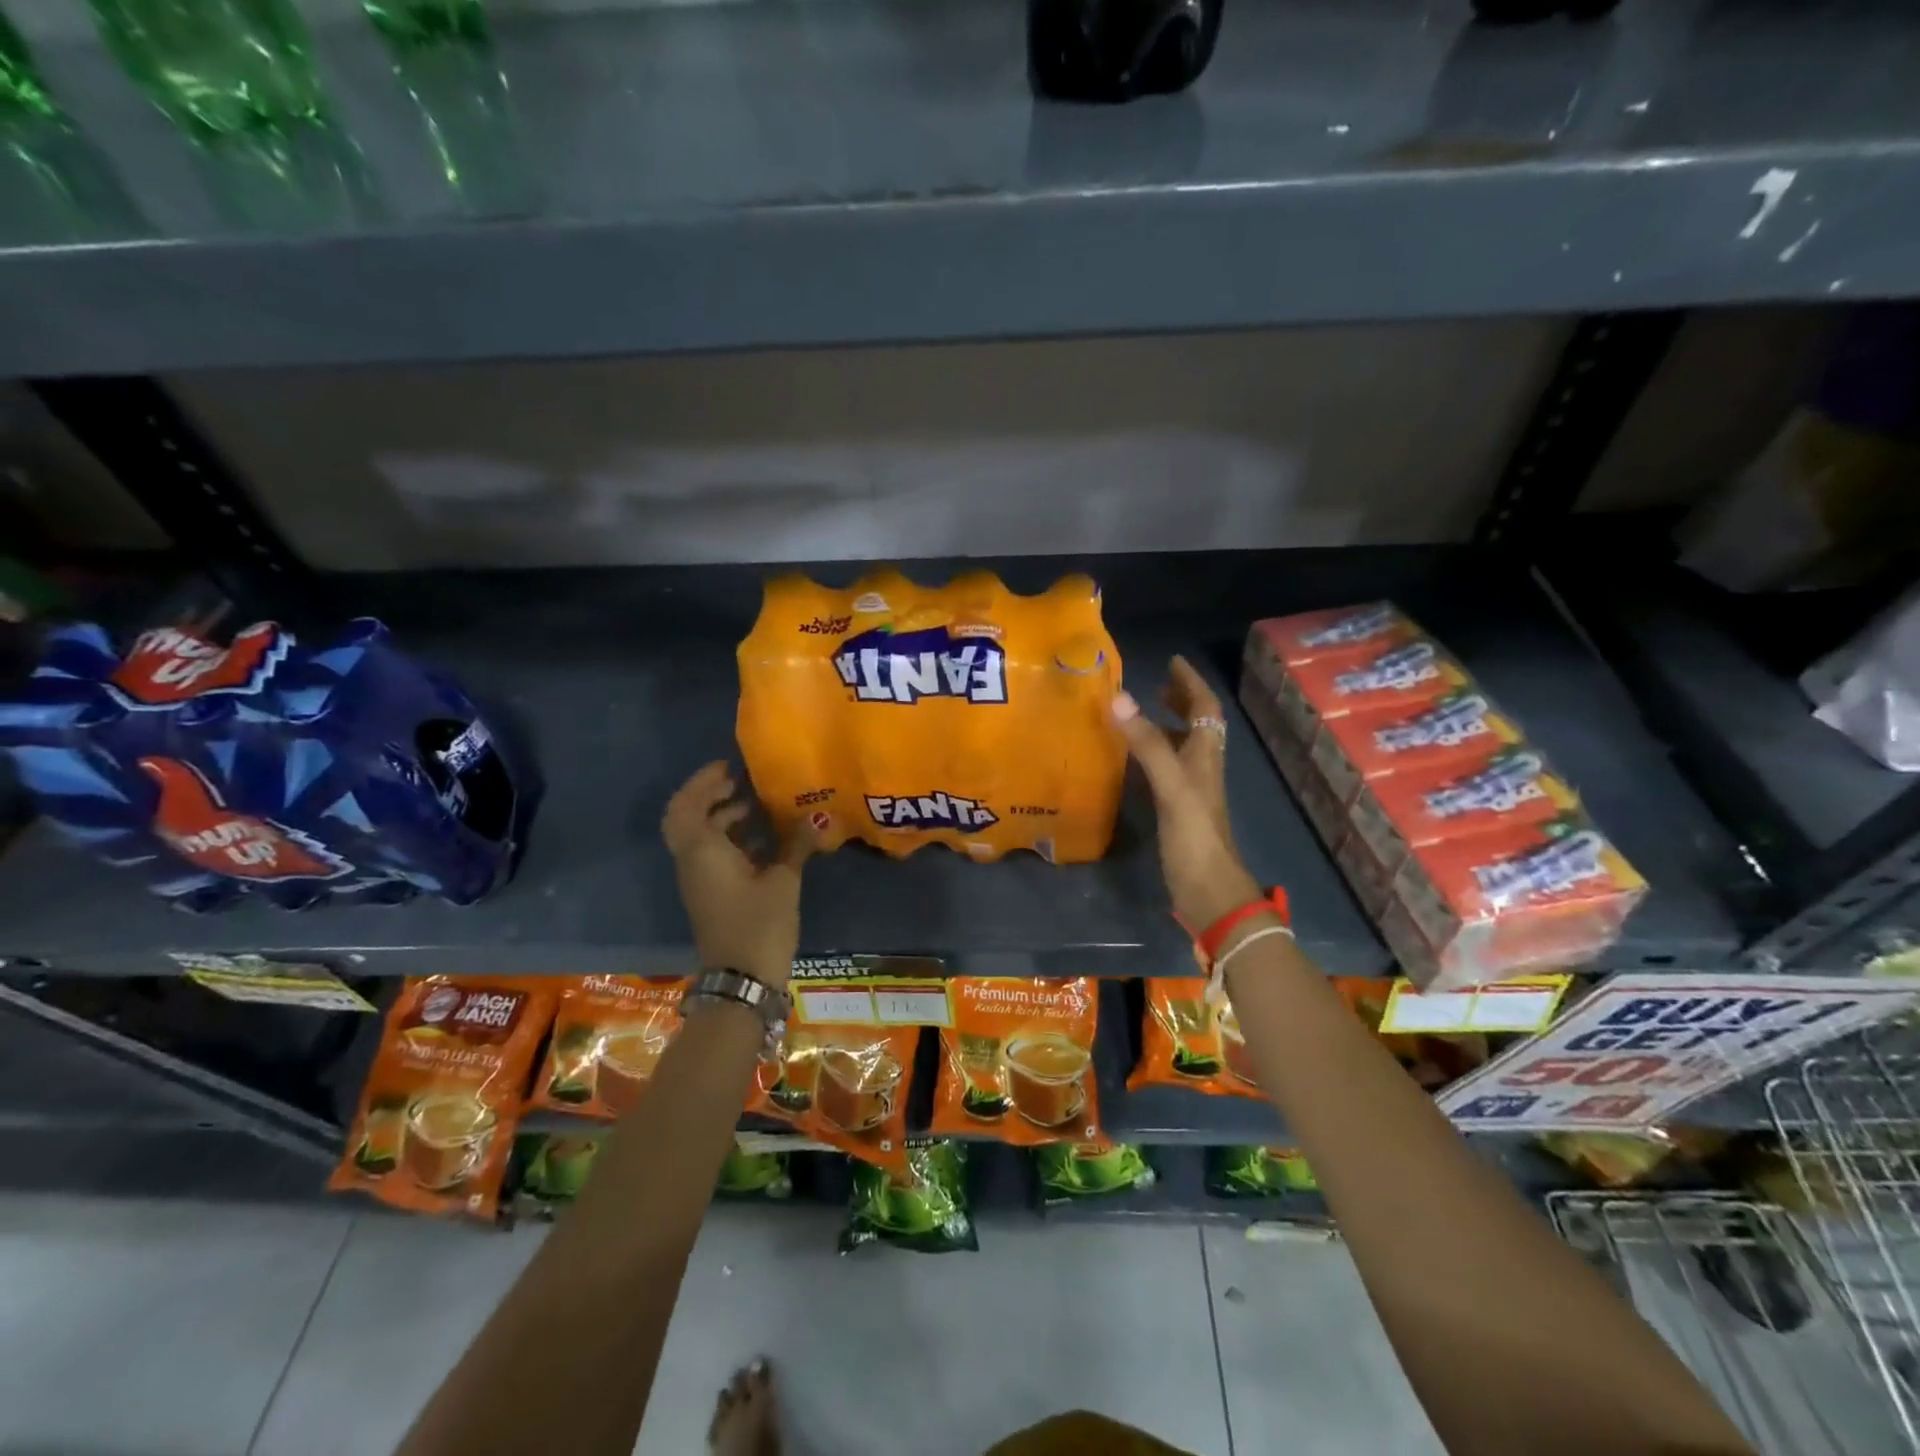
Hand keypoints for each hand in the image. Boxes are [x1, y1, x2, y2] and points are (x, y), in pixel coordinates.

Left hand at [661, 762, 812, 988]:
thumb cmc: (759, 924)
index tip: (728, 766)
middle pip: (688, 819)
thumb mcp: (783, 881)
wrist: (742, 981)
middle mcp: (693, 861)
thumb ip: (796, 845)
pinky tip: (764, 842)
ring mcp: (700, 881)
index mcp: (702, 851)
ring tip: (756, 807)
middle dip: (710, 796)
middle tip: (738, 781)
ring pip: (701, 838)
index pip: (687, 805)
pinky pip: (713, 856)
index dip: (702, 782)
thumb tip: (816, 817)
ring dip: (722, 818)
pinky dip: (731, 840)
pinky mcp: (711, 895)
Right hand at [1112, 657, 1264, 934]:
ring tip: (1141, 711)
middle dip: (1181, 699)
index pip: (1205, 707)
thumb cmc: (1194, 834)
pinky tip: (1133, 758)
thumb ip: (1147, 743)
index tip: (1173, 661)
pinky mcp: (1178, 808)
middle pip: (1199, 723)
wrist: (1208, 889)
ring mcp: (1191, 789)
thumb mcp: (1171, 784)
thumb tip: (1119, 698)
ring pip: (1184, 745)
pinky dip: (1154, 752)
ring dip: (1168, 723)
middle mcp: (1202, 766)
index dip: (1190, 682)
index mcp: (1206, 755)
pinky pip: (1167, 767)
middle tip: (1157, 682)